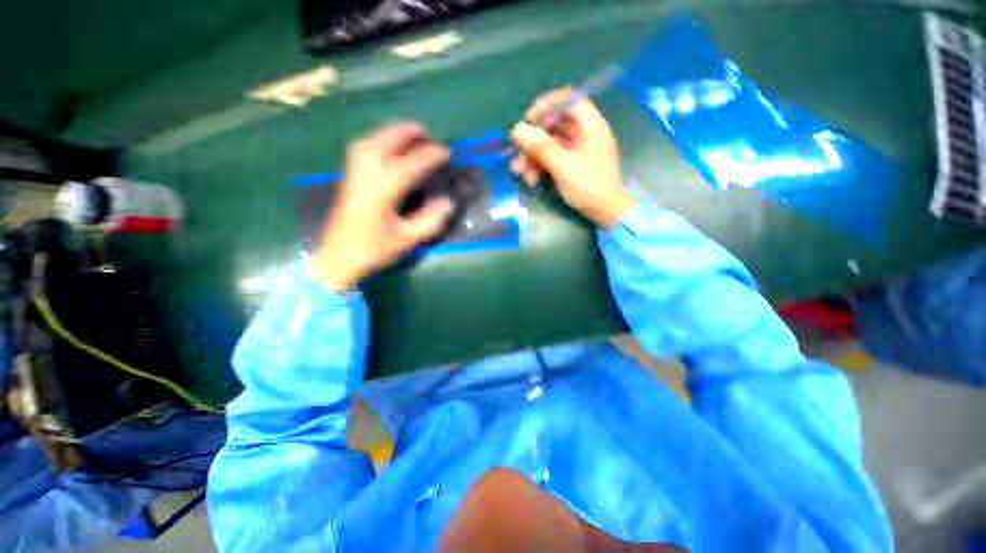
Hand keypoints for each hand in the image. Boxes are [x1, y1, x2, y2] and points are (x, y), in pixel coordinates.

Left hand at [312, 123, 452, 291]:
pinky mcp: (349, 178)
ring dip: (390, 133)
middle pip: (386, 142)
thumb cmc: (374, 249)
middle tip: (425, 131)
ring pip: (371, 141)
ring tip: (407, 133)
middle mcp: (367, 174)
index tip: (446, 153)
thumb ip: (430, 220)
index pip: (411, 164)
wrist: (338, 257)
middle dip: (406, 133)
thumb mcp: (407, 239)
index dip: (431, 156)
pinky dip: (377, 140)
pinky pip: (363, 148)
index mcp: (384, 189)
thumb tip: (448, 202)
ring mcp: (354, 173)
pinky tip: (385, 146)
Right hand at [510, 88, 635, 227]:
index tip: (529, 120)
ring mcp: (577, 150)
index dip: (547, 106)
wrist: (606, 212)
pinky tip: (531, 179)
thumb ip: (541, 147)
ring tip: (519, 172)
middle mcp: (584, 133)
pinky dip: (541, 166)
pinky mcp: (572, 164)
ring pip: (550, 144)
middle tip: (517, 152)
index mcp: (590, 125)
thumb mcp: (563, 166)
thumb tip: (517, 129)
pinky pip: (553, 158)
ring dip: (533, 156)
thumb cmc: (589, 186)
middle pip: (554, 125)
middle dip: (533, 140)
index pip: (568, 100)